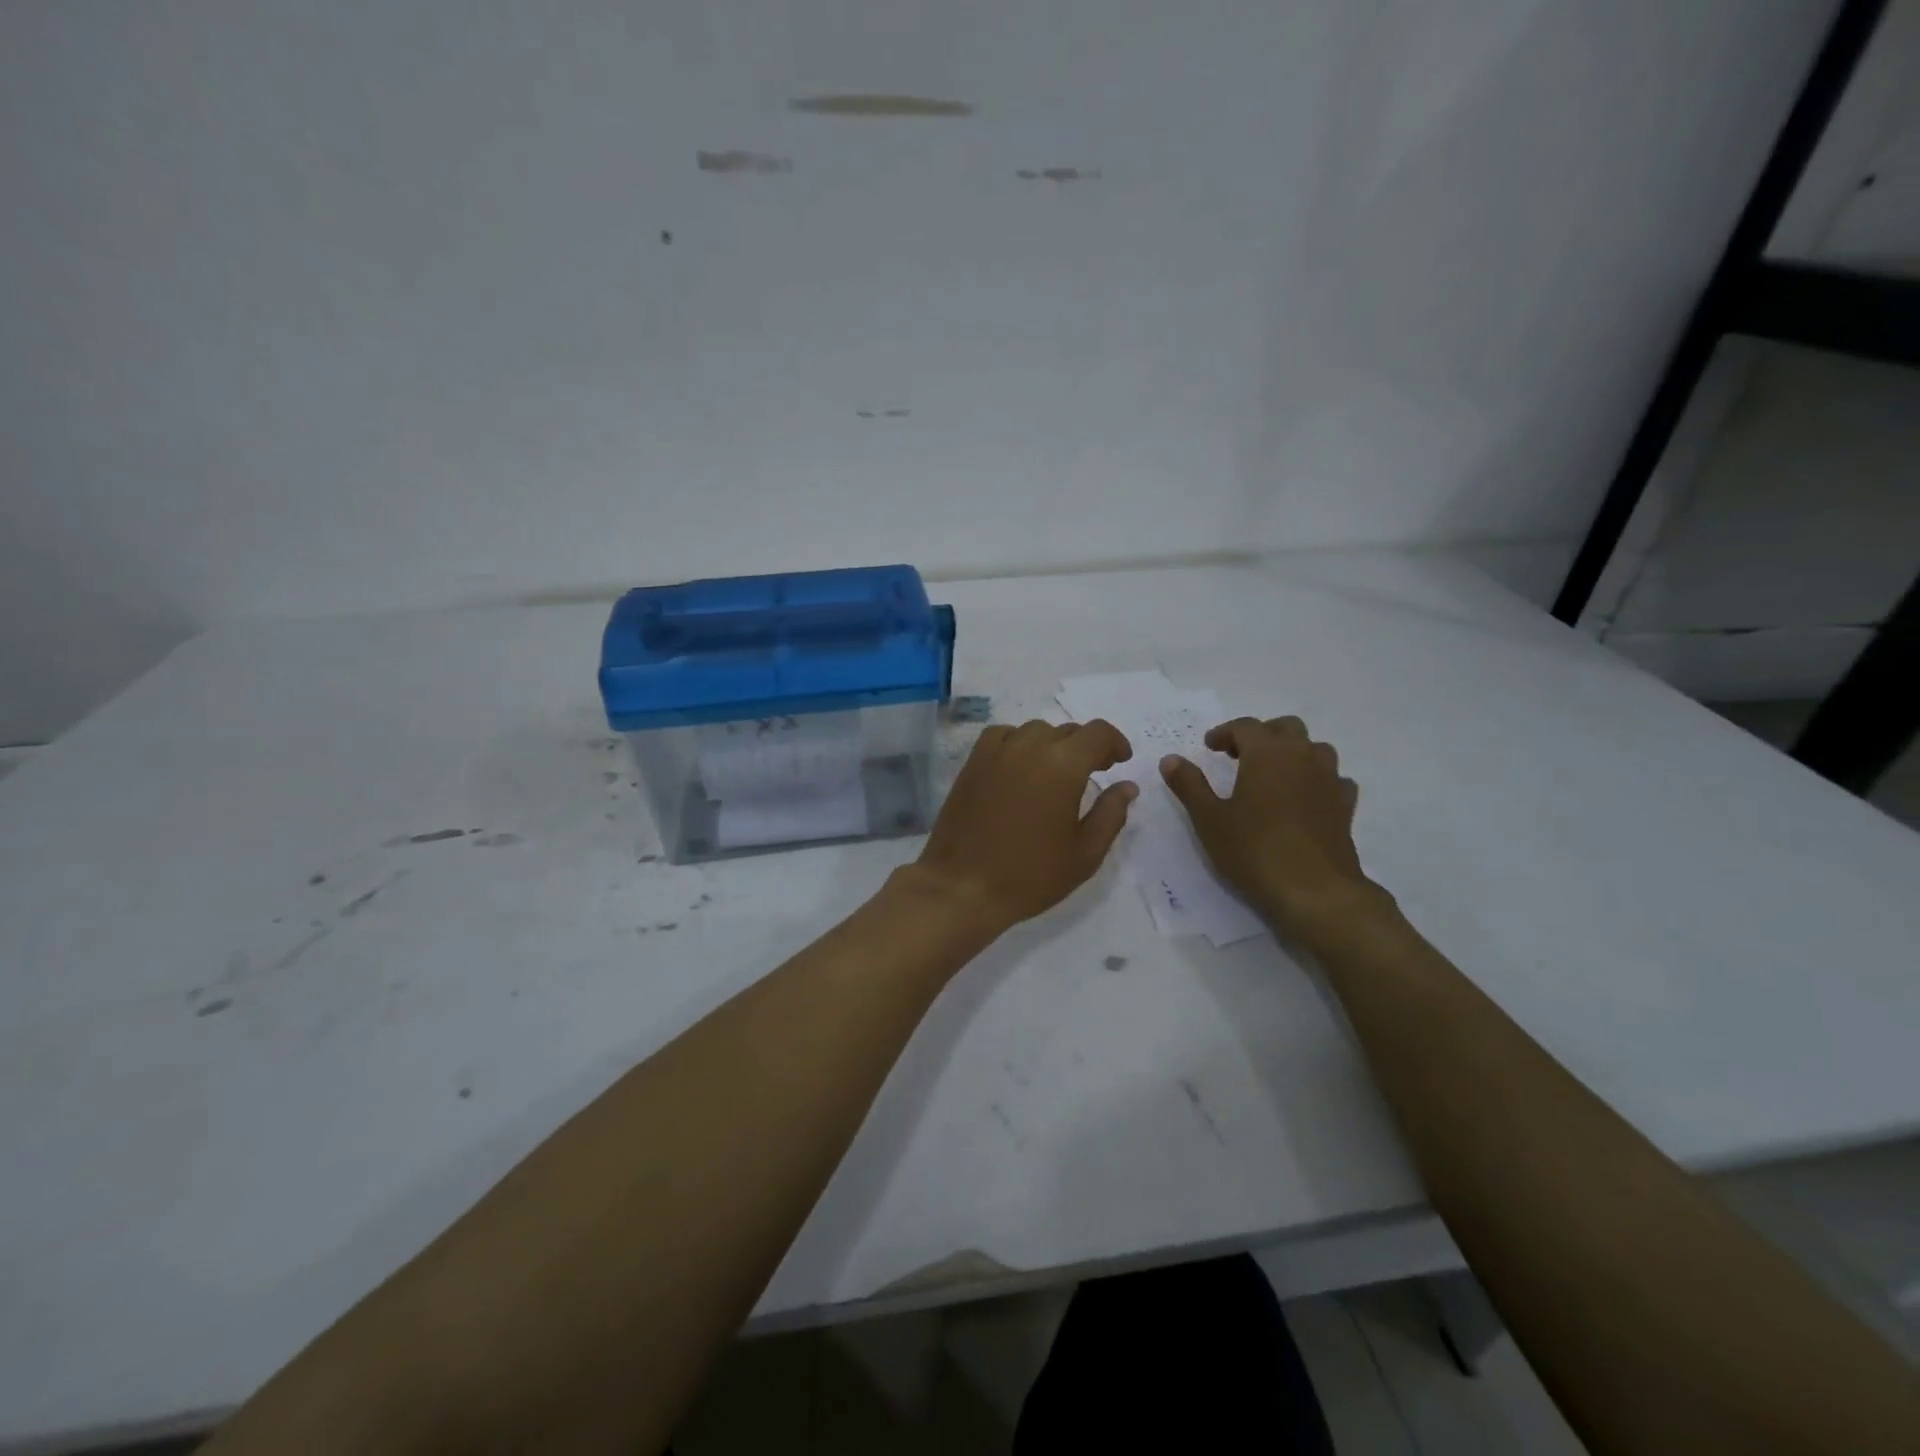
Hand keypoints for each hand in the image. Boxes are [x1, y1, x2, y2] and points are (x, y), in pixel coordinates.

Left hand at [914, 719, 1136, 934]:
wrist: (963, 887)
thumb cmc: (1030, 875)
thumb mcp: (1085, 853)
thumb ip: (1111, 814)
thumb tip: (1127, 786)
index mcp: (1063, 765)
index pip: (1097, 733)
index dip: (1115, 743)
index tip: (1121, 762)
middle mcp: (1029, 747)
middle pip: (1067, 731)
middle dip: (1086, 747)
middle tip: (1094, 773)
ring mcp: (996, 752)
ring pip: (1034, 730)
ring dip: (1052, 744)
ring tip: (1056, 772)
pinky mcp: (972, 763)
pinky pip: (1002, 736)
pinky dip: (1018, 743)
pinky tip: (1020, 767)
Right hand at [1160, 716, 1379, 936]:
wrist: (1315, 890)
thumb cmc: (1254, 849)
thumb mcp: (1209, 818)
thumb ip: (1189, 784)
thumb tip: (1170, 759)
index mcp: (1267, 753)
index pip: (1245, 726)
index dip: (1224, 732)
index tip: (1209, 748)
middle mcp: (1303, 756)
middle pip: (1285, 727)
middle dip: (1261, 735)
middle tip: (1238, 756)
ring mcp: (1329, 779)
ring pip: (1314, 748)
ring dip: (1292, 752)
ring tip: (1272, 775)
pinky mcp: (1345, 805)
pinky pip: (1332, 778)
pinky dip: (1316, 779)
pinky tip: (1303, 798)